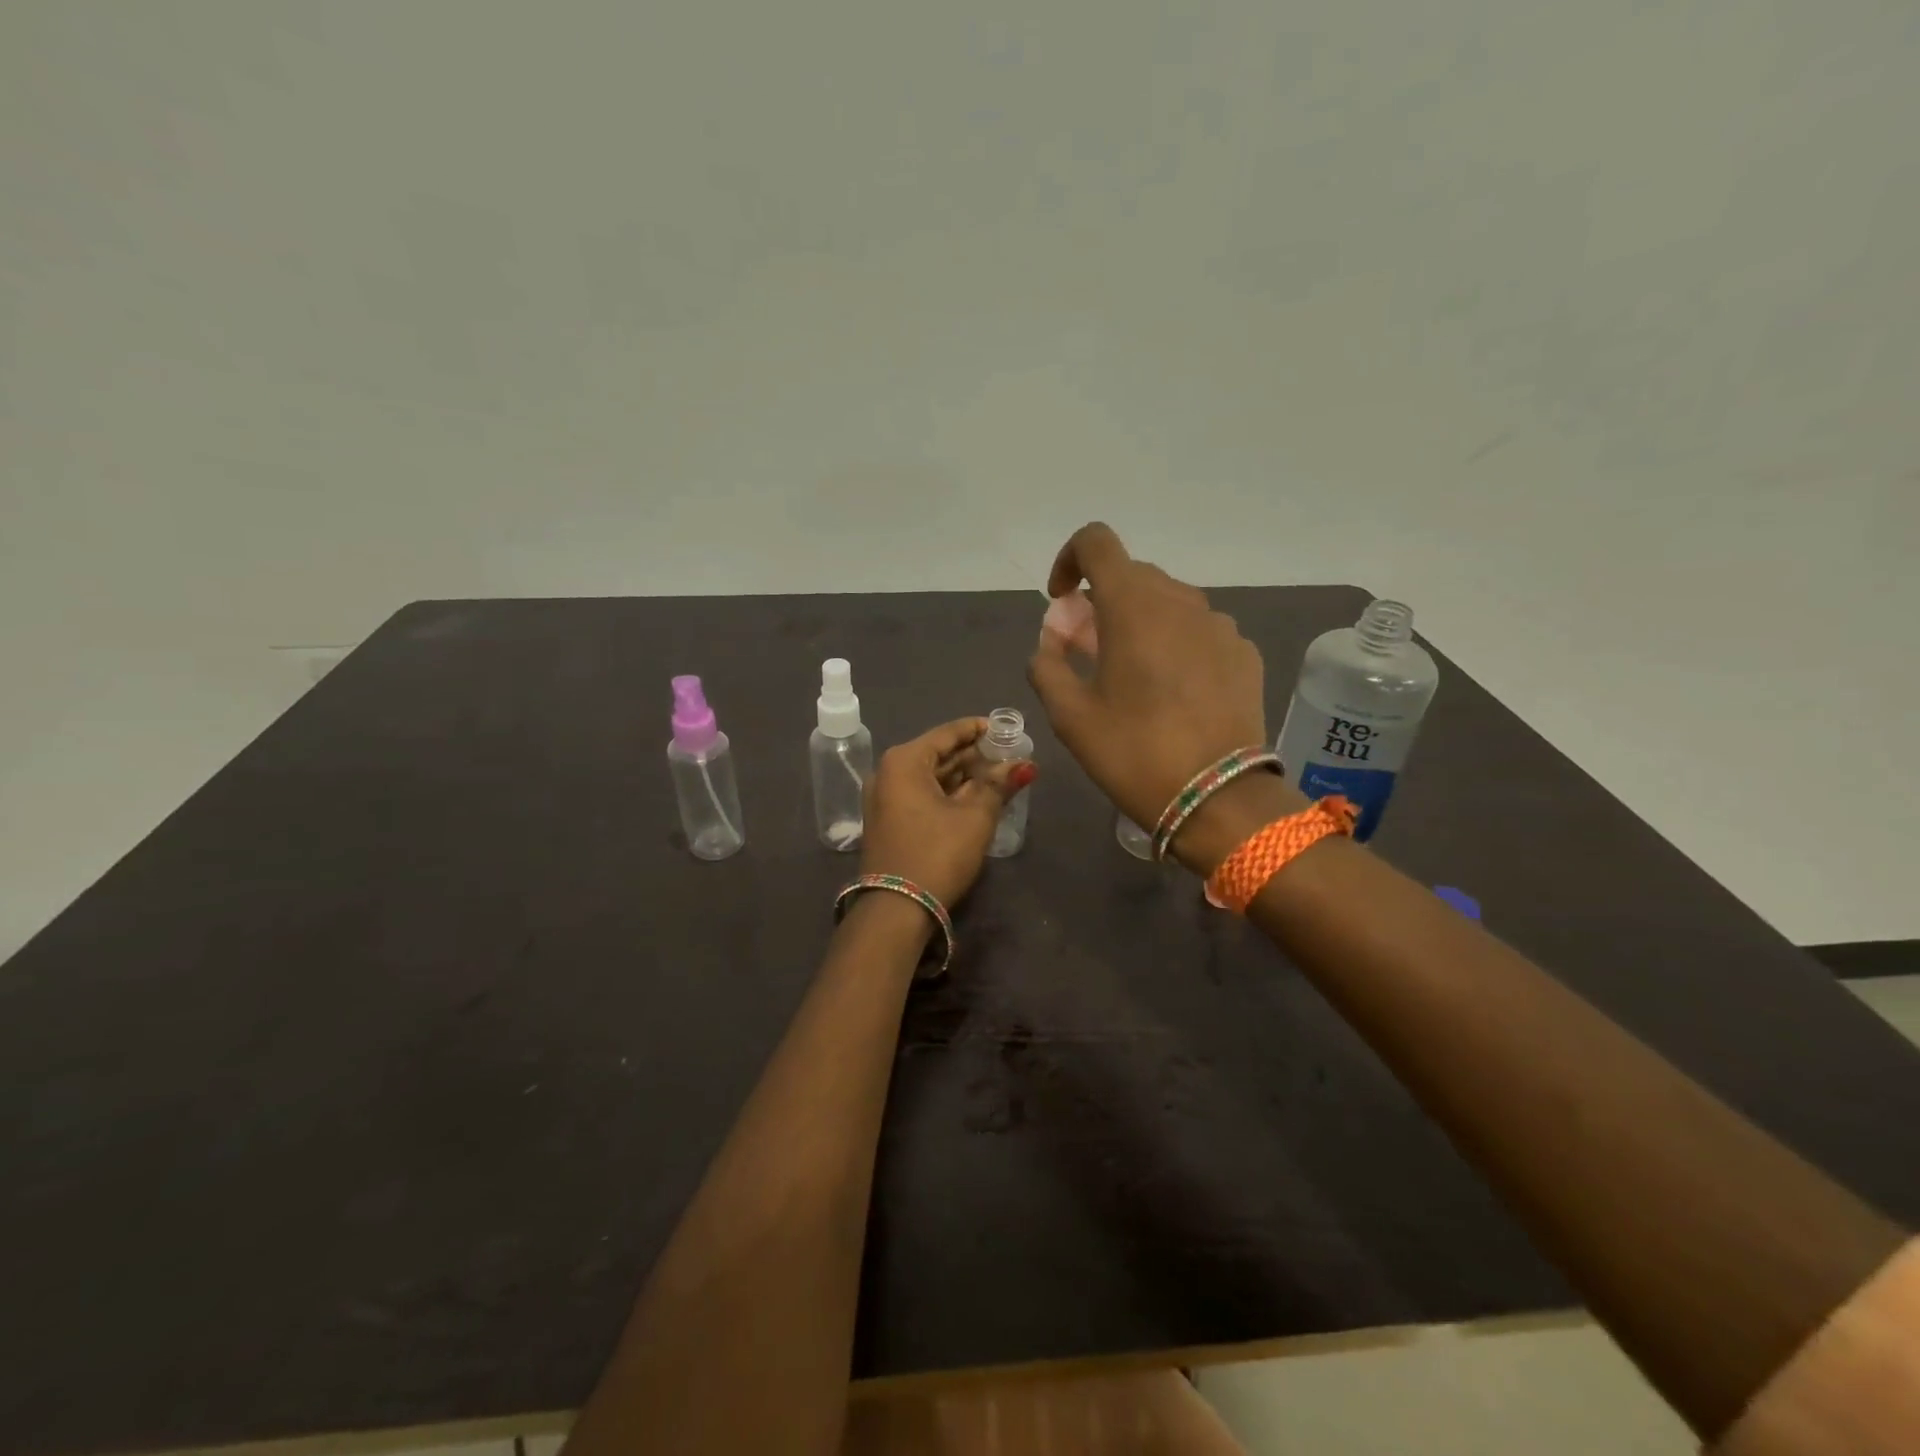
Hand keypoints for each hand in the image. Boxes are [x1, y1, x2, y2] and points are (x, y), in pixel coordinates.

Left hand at [859, 717, 1033, 908]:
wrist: (897, 909)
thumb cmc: (937, 853)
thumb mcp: (975, 817)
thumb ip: (999, 784)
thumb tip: (1024, 764)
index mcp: (905, 761)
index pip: (948, 733)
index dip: (978, 729)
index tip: (1006, 728)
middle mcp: (888, 773)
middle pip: (938, 754)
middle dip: (974, 755)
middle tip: (1009, 754)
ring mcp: (885, 799)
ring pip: (931, 777)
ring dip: (963, 776)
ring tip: (1000, 775)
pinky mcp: (889, 821)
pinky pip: (922, 795)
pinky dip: (948, 793)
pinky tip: (976, 797)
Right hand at [1028, 522, 1267, 830]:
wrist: (1219, 798)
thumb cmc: (1134, 753)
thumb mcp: (1070, 717)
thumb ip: (1047, 666)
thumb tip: (1051, 644)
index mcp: (1133, 606)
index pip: (1097, 543)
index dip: (1069, 560)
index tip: (1062, 602)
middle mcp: (1181, 601)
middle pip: (1132, 576)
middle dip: (1101, 602)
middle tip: (1087, 651)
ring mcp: (1220, 625)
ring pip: (1168, 603)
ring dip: (1140, 623)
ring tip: (1132, 675)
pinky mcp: (1244, 653)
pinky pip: (1199, 631)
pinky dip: (1175, 644)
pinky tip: (1173, 692)